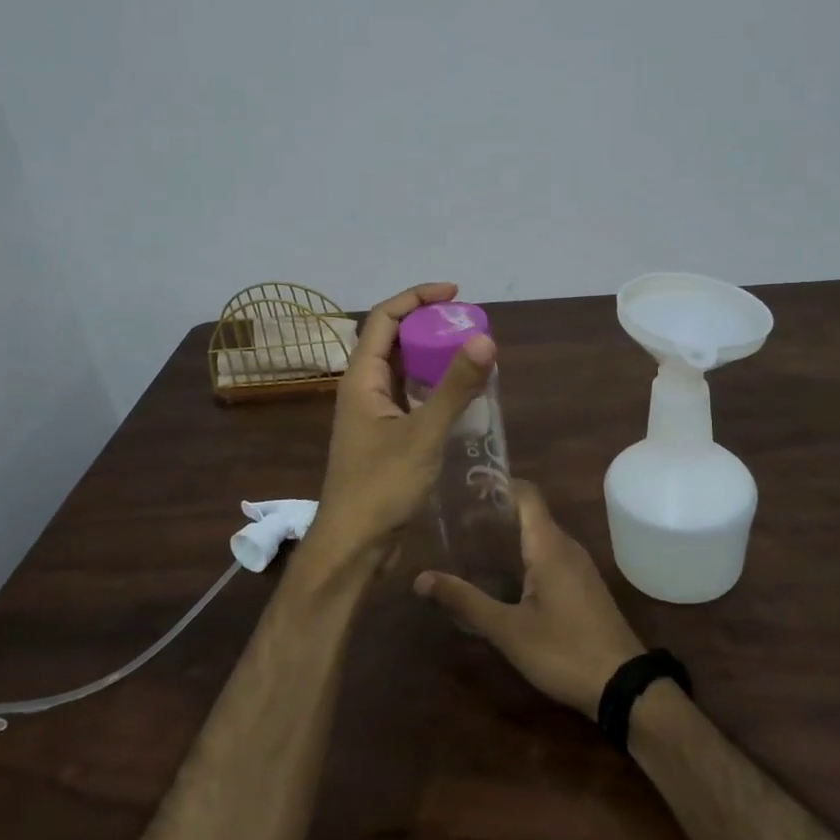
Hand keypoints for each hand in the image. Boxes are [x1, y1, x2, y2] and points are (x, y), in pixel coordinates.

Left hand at [308, 282, 495, 576]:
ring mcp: (372, 414)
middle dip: (428, 325)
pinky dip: (432, 386)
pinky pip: (409, 397)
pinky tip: (459, 394)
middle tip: (468, 323)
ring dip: (431, 356)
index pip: (383, 318)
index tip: (454, 293)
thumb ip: (454, 387)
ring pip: (402, 370)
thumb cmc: (381, 487)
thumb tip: (485, 339)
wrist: (354, 546)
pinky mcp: (384, 437)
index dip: (416, 298)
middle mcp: (363, 389)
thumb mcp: (423, 434)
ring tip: (469, 351)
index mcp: (361, 379)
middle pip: (392, 340)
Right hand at [414, 481, 644, 718]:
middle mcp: (567, 546)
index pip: (526, 493)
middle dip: (496, 511)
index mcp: (549, 545)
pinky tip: (505, 576)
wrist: (624, 685)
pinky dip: (525, 553)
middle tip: (458, 521)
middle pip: (531, 512)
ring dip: (510, 534)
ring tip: (473, 544)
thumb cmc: (563, 650)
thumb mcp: (508, 630)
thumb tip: (421, 578)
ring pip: (541, 535)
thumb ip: (466, 602)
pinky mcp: (584, 586)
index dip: (498, 483)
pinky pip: (551, 555)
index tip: (466, 487)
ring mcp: (580, 566)